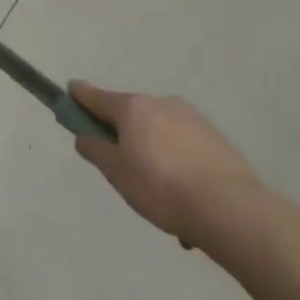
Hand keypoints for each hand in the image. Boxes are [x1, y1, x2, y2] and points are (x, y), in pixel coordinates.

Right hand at [70, 82, 261, 246]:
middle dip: (121, 132)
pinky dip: (175, 161)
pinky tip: (182, 194)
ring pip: (158, 130)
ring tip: (158, 192)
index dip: (79, 95)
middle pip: (130, 113)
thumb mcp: (116, 172)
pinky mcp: (214, 137)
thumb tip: (85, 136)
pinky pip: (182, 145)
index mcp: (133, 107)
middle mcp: (161, 103)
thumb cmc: (160, 187)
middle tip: (120, 167)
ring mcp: (191, 118)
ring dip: (151, 150)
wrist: (229, 208)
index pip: (96, 96)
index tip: (70, 91)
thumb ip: (95, 149)